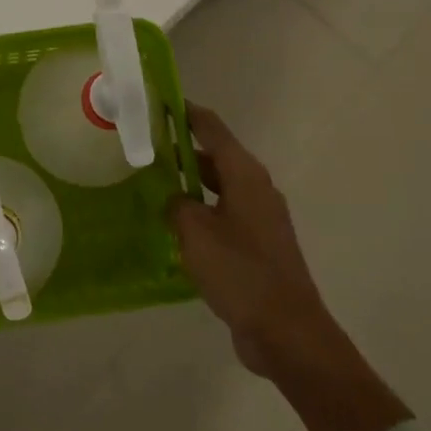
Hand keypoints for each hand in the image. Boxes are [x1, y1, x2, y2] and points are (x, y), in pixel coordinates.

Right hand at [169, 103, 328, 378]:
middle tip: (144, 146)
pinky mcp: (258, 245)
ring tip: (152, 182)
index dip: (186, 112)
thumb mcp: (195, 232)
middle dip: (182, 149)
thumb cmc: (239, 272)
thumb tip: (174, 199)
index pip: (212, 128)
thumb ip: (177, 205)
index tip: (158, 100)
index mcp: (245, 175)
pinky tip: (174, 225)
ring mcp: (260, 218)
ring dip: (190, 182)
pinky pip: (223, 214)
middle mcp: (256, 188)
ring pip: (219, 187)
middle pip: (216, 156)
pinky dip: (200, 211)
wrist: (286, 331)